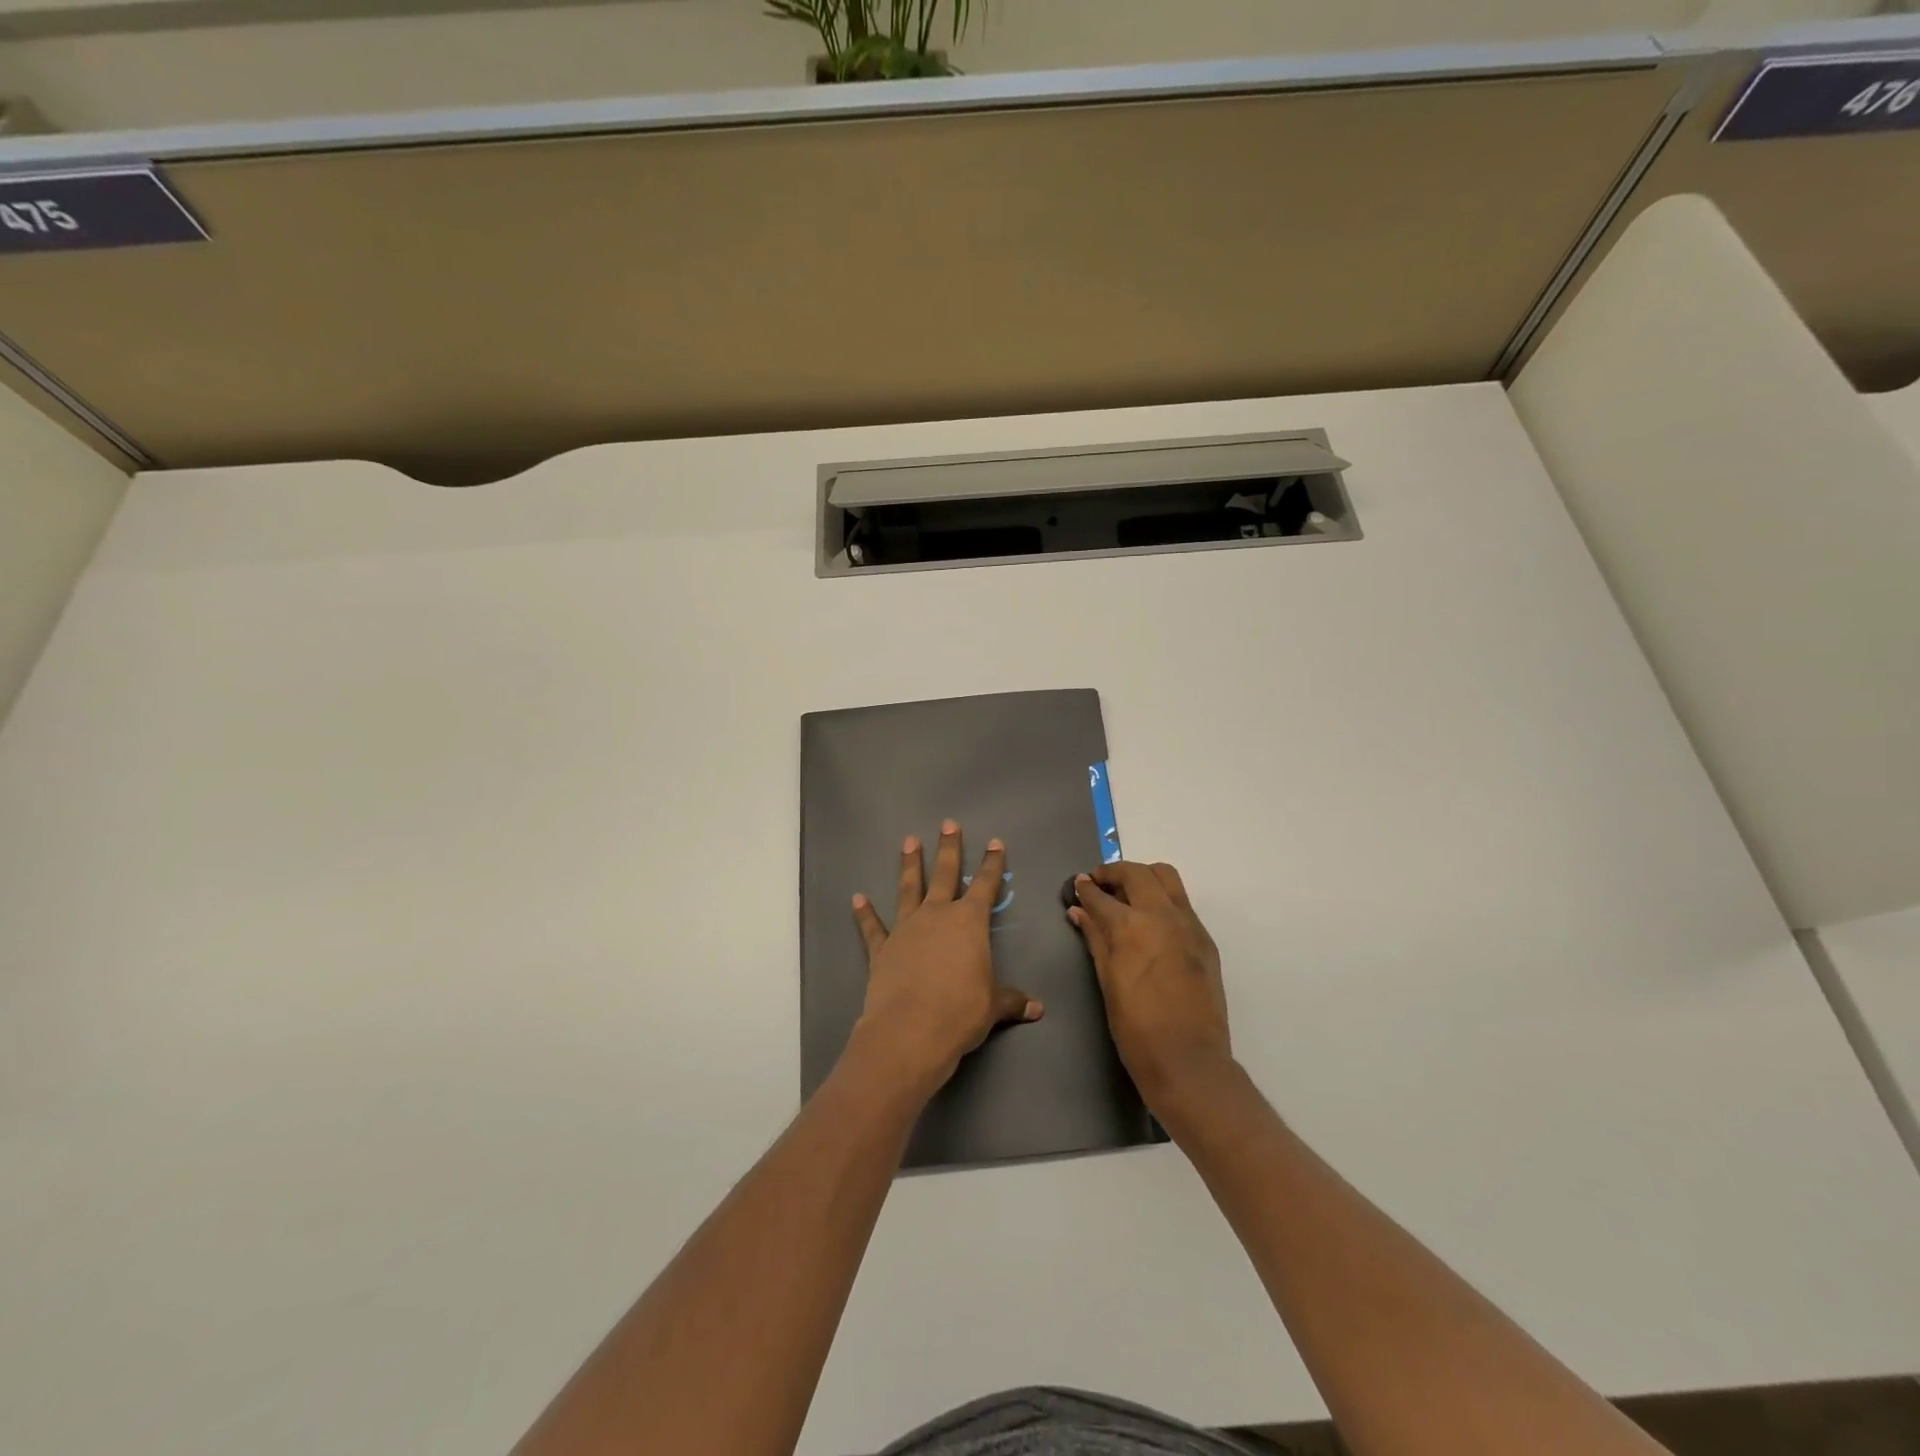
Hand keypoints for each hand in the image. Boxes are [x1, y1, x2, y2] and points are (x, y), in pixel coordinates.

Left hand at [848, 820, 1042, 1099]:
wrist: (910, 1030)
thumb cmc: (960, 1012)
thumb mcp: (993, 1006)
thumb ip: (1012, 1001)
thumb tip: (1037, 1009)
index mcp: (969, 923)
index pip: (985, 886)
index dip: (992, 864)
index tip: (995, 842)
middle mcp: (937, 916)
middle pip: (945, 874)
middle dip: (948, 849)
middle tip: (948, 824)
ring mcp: (906, 929)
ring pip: (909, 889)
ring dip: (909, 865)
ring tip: (908, 841)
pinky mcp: (882, 948)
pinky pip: (873, 927)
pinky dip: (865, 914)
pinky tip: (857, 899)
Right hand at [1069, 861, 1231, 1103]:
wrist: (1189, 1060)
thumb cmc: (1136, 1028)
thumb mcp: (1107, 981)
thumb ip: (1094, 939)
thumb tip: (1078, 911)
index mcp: (1131, 925)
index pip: (1101, 895)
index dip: (1086, 887)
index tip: (1078, 883)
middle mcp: (1162, 914)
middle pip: (1137, 873)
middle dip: (1114, 873)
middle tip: (1100, 885)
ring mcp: (1188, 924)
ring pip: (1166, 877)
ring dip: (1144, 877)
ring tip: (1128, 896)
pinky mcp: (1205, 939)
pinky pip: (1182, 903)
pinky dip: (1163, 899)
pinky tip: (1151, 922)